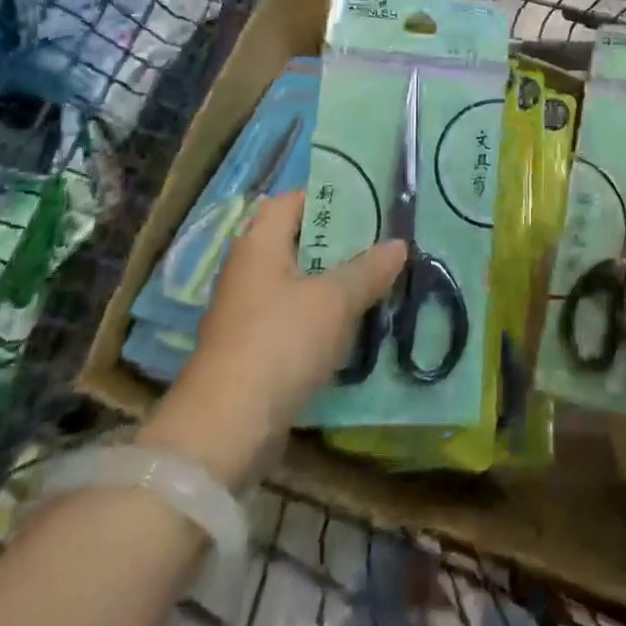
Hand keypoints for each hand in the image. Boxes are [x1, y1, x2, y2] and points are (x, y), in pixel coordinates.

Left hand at [140, 191, 406, 486]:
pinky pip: (294, 317)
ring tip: (376, 282)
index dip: (329, 197)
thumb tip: (398, 244)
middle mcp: (248, 269)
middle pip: (298, 241)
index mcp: (260, 243)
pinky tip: (352, 326)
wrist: (226, 429)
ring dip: (333, 282)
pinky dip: (321, 316)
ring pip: (299, 282)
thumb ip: (368, 270)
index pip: (293, 200)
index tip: (368, 205)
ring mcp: (247, 311)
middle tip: (381, 244)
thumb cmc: (280, 342)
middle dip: (339, 243)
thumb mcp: (335, 301)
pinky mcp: (252, 348)